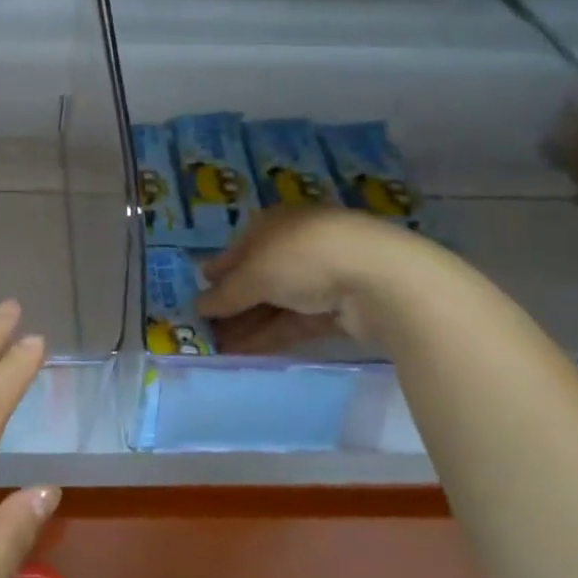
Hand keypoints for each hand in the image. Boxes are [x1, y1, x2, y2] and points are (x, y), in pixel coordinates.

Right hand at [197, 206, 436, 347]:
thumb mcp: (253, 274)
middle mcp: (296, 246)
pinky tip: (244, 353)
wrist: (380, 279)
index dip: (218, 272)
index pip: (239, 248)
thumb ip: (225, 294)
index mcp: (274, 224)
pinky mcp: (339, 308)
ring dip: (247, 325)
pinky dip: (270, 336)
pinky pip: (295, 322)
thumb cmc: (304, 258)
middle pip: (257, 278)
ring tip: (217, 349)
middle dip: (231, 305)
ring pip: (275, 303)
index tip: (198, 295)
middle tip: (204, 330)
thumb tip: (198, 306)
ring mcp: (321, 277)